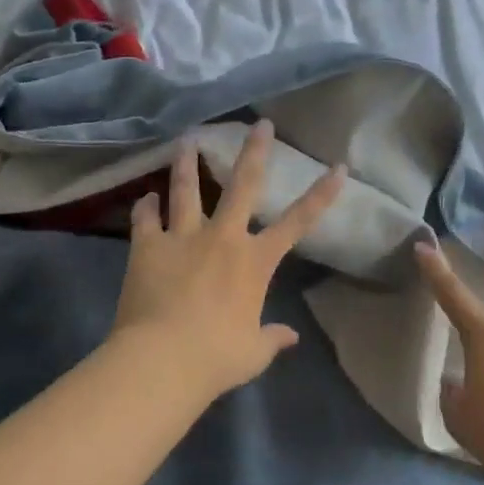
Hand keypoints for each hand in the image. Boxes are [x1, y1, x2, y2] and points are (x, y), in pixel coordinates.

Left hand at [109, 120, 345, 400]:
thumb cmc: (216, 357)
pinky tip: (145, 197)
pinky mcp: (147, 247)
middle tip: (261, 124)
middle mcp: (223, 238)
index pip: (298, 222)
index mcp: (255, 262)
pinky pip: (146, 218)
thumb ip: (273, 338)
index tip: (338, 167)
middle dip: (255, 151)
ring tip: (187, 139)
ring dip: (188, 163)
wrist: (162, 360)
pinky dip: (146, 206)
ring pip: (187, 189)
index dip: (321, 194)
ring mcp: (183, 237)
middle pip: (243, 185)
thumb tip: (292, 336)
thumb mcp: (253, 352)